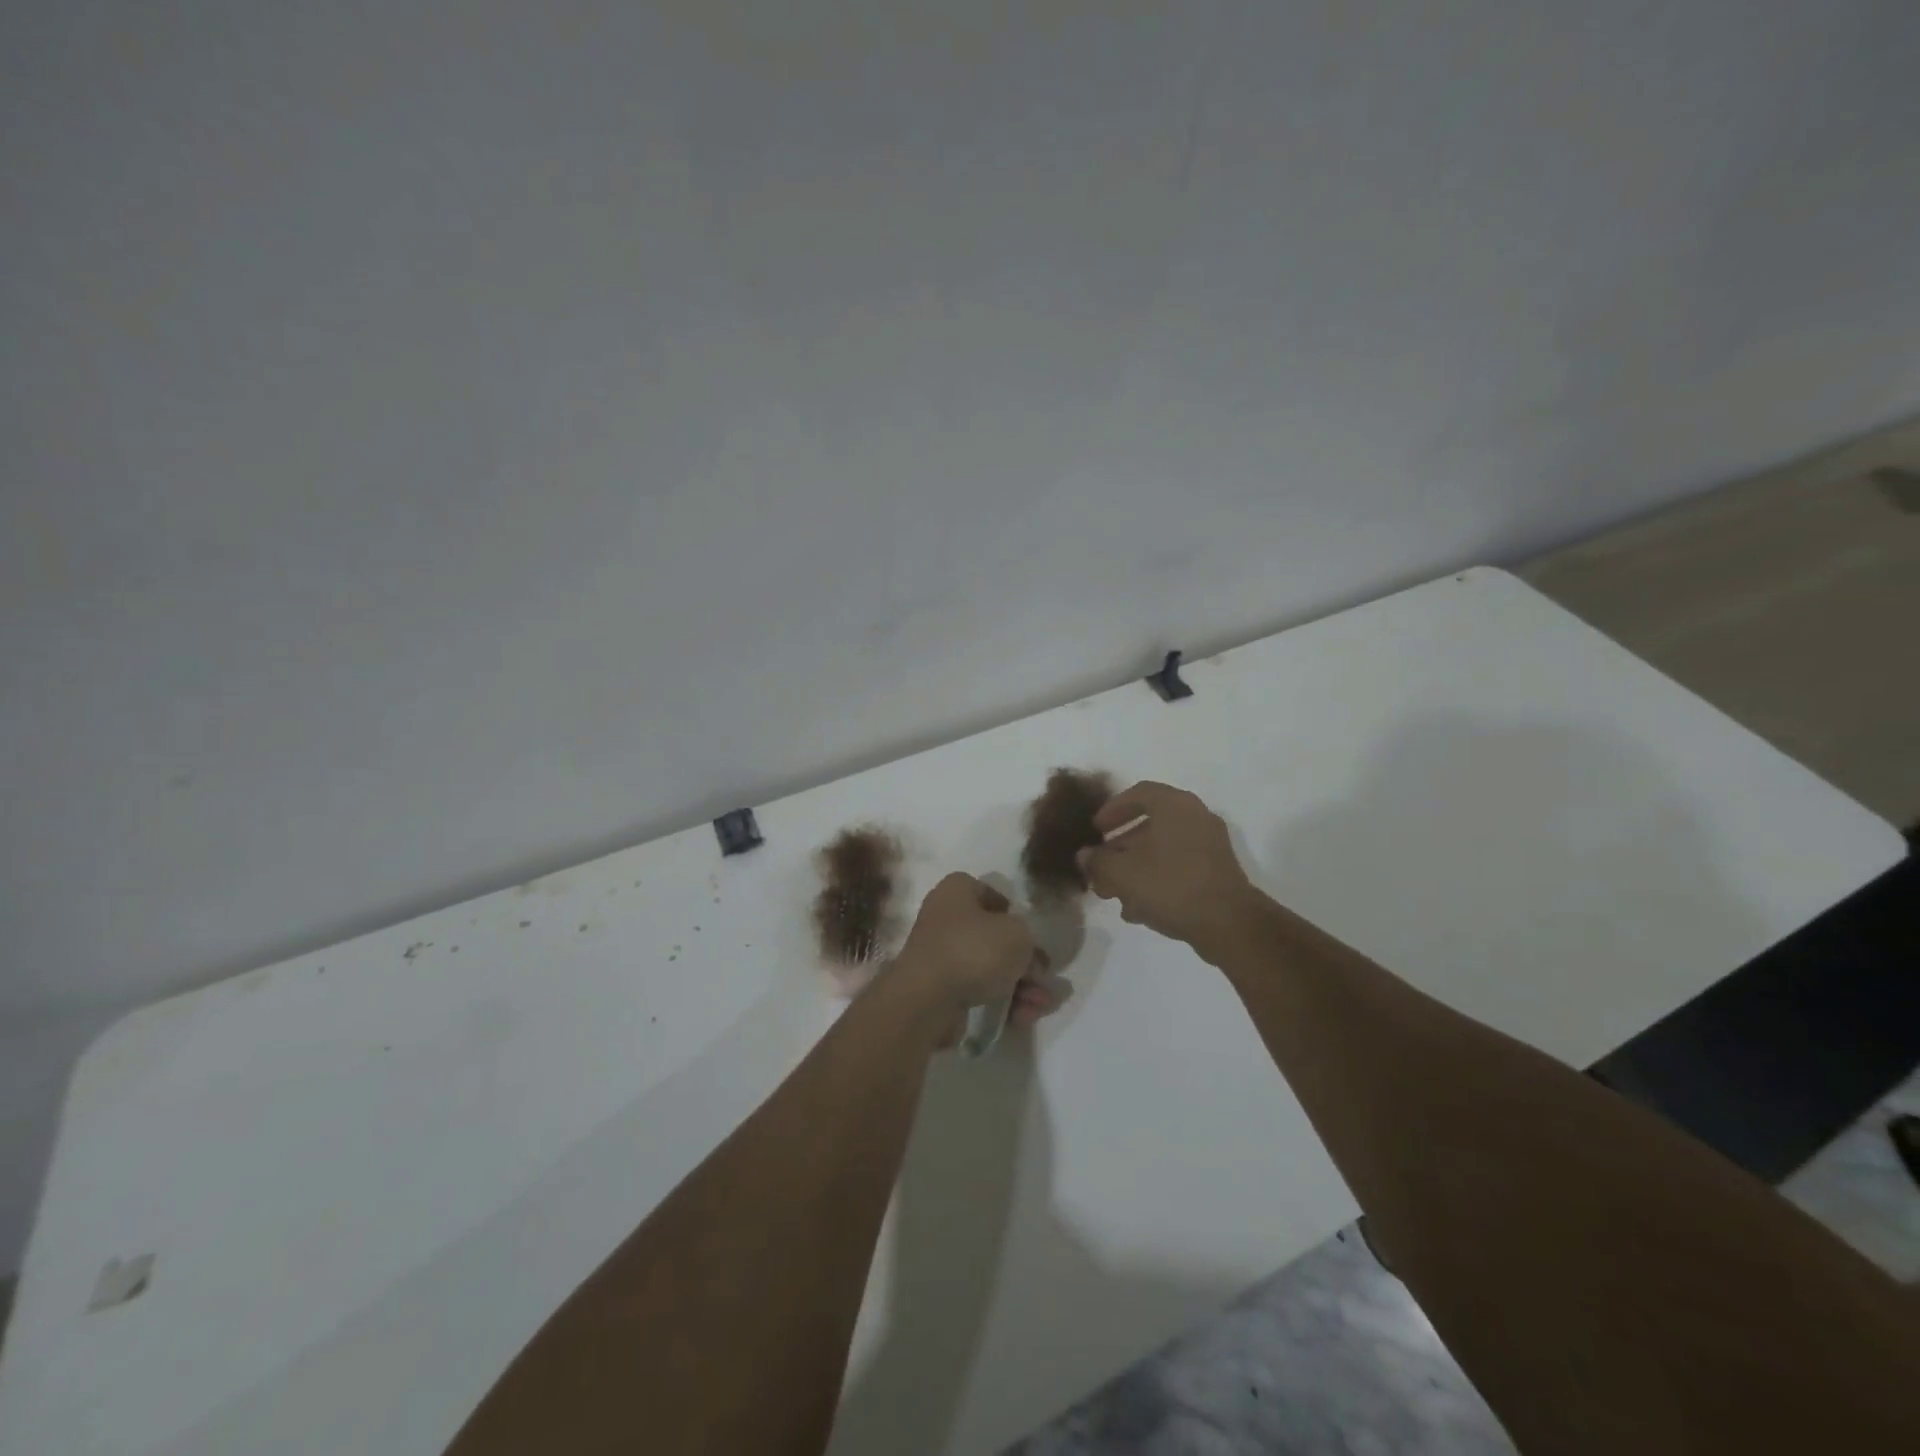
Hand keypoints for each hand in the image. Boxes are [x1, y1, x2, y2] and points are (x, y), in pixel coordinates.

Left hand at [890, 873, 1067, 1038]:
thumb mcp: (1017, 933)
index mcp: (956, 891)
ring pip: (991, 967)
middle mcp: (945, 919)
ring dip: (1021, 986)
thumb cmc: (973, 949)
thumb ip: (1029, 937)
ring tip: (1041, 1004)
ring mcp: (942, 956)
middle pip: (994, 936)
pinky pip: (979, 991)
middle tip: (1045, 977)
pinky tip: (1024, 1017)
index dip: (1015, 912)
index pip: (990, 893)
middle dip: (1026, 960)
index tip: (1033, 933)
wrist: (927, 999)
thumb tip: (1028, 951)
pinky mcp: (942, 989)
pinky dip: (1002, 1003)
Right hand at [1076, 781, 1259, 947]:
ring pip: (1163, 849)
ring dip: (1136, 867)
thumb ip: (1098, 861)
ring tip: (1114, 893)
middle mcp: (1196, 817)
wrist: (1228, 923)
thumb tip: (1084, 855)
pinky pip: (1179, 867)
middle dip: (1120, 846)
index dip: (1112, 809)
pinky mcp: (1218, 872)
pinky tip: (1138, 908)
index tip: (1095, 829)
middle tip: (1101, 864)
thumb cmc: (1170, 885)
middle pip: (1150, 823)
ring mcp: (1210, 845)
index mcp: (1174, 805)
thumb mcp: (1121, 873)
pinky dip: (1157, 879)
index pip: (1138, 793)